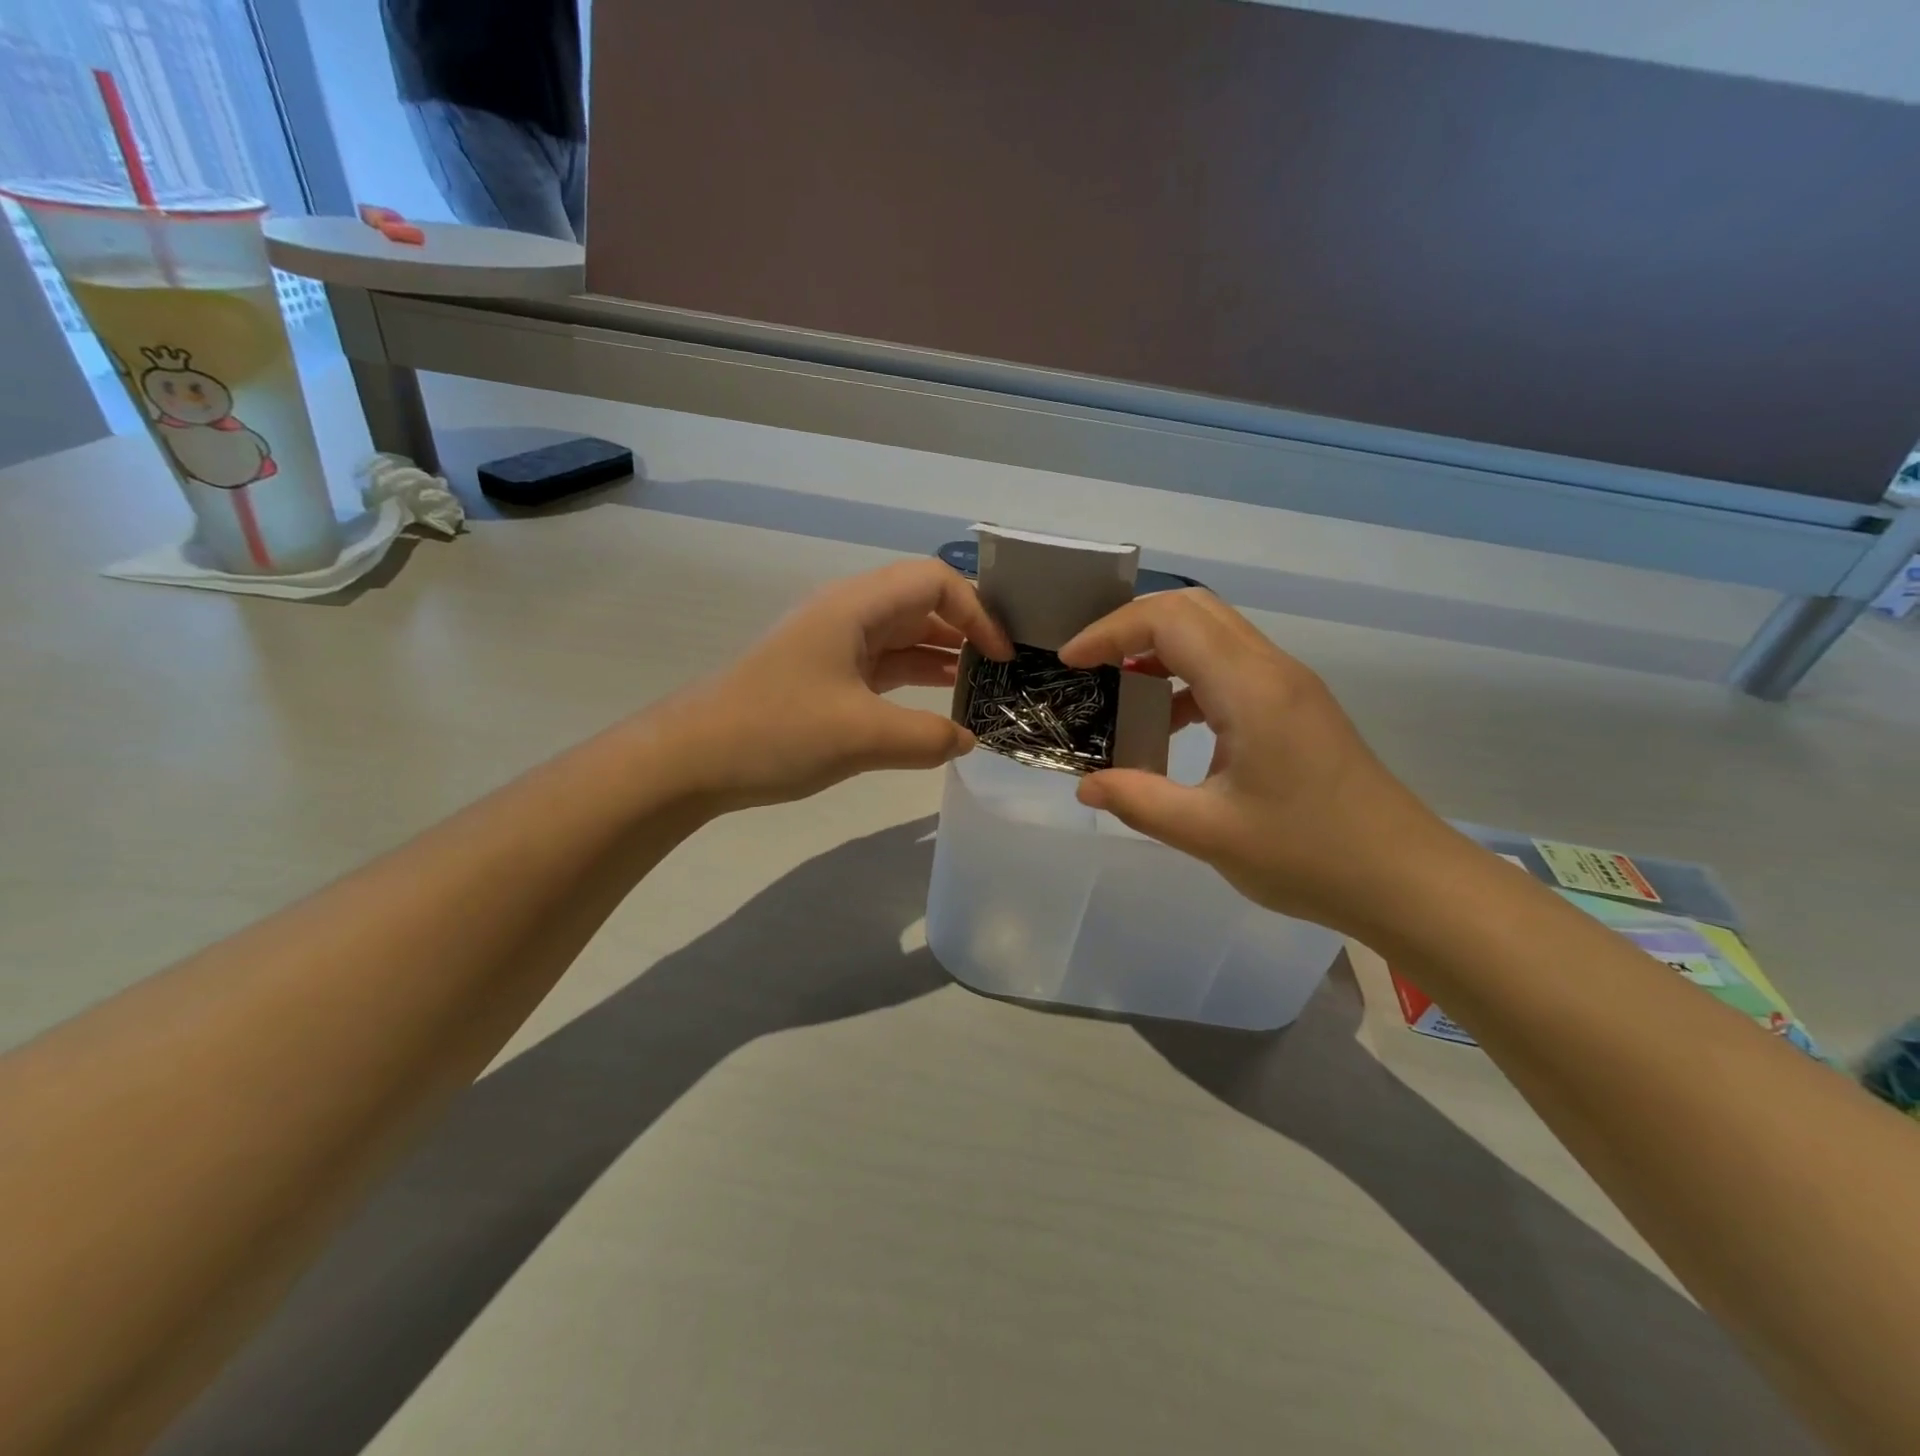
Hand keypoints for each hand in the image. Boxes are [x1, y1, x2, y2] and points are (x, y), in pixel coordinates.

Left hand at [662, 560, 1012, 809]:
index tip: (1000, 656)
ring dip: (943, 658)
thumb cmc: (776, 731)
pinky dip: (915, 682)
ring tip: (982, 689)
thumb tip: (967, 740)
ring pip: (903, 638)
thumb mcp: (862, 735)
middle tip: (1003, 671)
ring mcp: (835, 647)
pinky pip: (884, 668)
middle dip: (966, 631)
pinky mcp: (827, 678)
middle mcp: (848, 615)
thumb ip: (927, 737)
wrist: (693, 759)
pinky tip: (939, 708)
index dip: (976, 611)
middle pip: (921, 604)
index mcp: (855, 607)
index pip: (933, 581)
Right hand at [1058, 590, 1454, 936]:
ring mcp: (1290, 687)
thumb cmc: (1310, 855)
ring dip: (1162, 649)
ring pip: (1215, 635)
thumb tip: (1085, 786)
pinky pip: (1232, 668)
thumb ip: (1139, 802)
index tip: (1071, 662)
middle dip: (1132, 626)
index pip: (1170, 621)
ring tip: (1120, 689)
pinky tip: (1170, 724)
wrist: (1406, 880)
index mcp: (1251, 689)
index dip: (1111, 630)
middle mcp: (1272, 670)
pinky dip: (1189, 678)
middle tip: (1091, 663)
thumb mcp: (1210, 834)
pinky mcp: (1297, 708)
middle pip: (1194, 609)